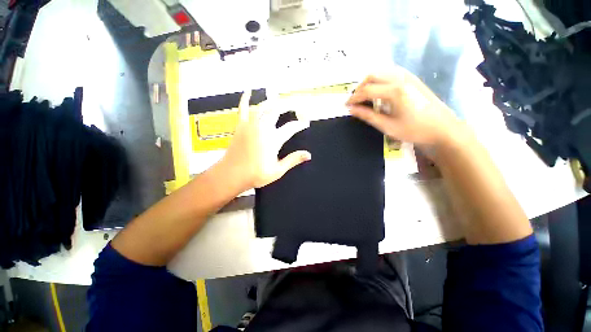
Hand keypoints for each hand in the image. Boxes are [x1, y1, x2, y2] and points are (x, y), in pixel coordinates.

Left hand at [220, 90, 310, 190]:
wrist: (231, 175)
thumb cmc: (255, 175)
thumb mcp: (277, 171)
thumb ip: (293, 160)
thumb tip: (308, 155)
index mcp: (273, 140)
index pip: (291, 127)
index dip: (300, 124)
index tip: (306, 123)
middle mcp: (262, 128)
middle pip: (278, 110)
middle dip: (290, 106)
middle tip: (297, 107)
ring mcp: (250, 125)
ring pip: (263, 107)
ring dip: (273, 101)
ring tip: (281, 100)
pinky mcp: (240, 125)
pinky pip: (243, 108)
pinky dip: (246, 99)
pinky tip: (249, 91)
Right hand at [346, 69, 461, 146]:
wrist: (443, 128)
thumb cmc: (415, 130)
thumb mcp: (388, 126)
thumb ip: (368, 116)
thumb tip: (351, 110)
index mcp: (395, 91)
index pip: (367, 90)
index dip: (354, 98)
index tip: (346, 106)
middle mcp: (401, 79)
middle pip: (373, 75)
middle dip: (360, 87)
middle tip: (355, 101)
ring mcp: (408, 76)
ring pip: (382, 71)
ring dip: (369, 82)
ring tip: (365, 96)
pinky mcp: (413, 79)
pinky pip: (391, 72)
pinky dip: (380, 79)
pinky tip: (379, 90)